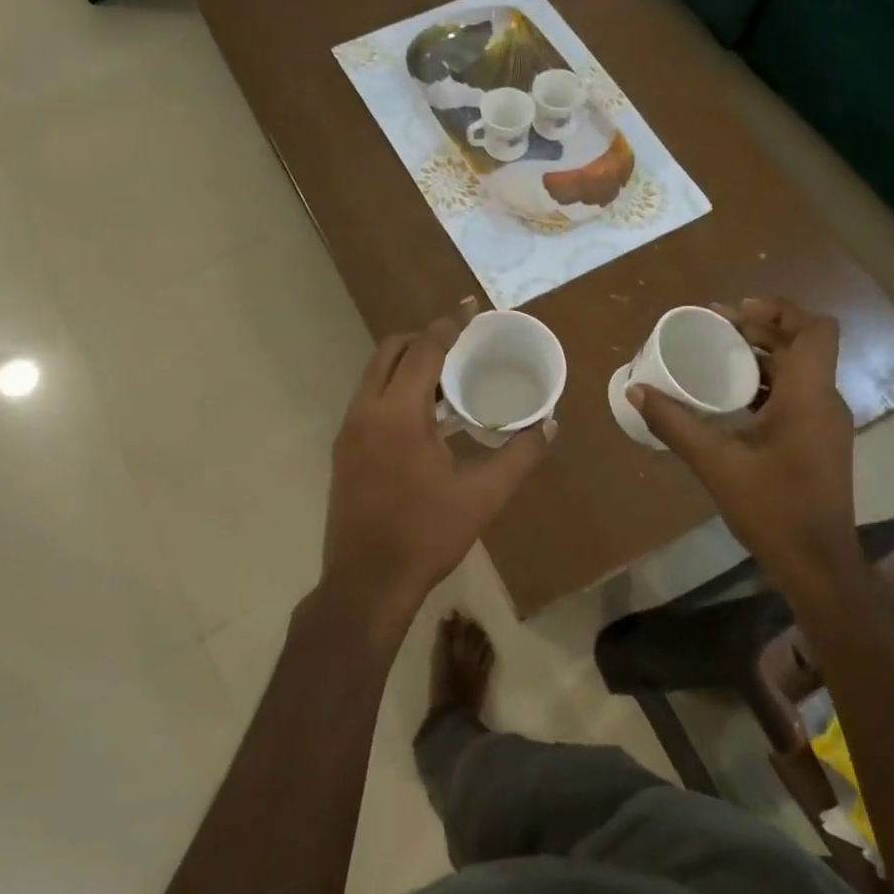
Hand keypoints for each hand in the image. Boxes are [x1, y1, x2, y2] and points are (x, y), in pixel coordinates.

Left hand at [318, 314, 551, 646]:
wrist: (366, 583)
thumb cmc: (426, 536)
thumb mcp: (482, 497)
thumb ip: (519, 456)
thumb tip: (549, 424)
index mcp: (397, 414)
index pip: (423, 351)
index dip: (448, 326)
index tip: (470, 309)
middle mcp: (365, 411)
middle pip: (390, 351)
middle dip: (424, 338)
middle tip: (461, 343)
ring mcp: (348, 431)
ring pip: (375, 375)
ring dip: (407, 364)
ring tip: (447, 375)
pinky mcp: (343, 451)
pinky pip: (369, 399)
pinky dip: (394, 389)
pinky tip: (424, 415)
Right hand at [630, 297, 856, 575]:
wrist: (817, 564)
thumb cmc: (772, 509)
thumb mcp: (715, 463)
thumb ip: (675, 424)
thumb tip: (637, 389)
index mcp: (808, 396)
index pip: (816, 330)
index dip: (780, 310)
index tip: (736, 311)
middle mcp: (824, 401)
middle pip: (803, 345)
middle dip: (761, 328)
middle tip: (715, 326)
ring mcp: (825, 423)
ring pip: (799, 370)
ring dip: (763, 356)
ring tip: (718, 354)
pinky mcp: (819, 441)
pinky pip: (796, 394)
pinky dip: (767, 383)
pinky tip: (732, 398)